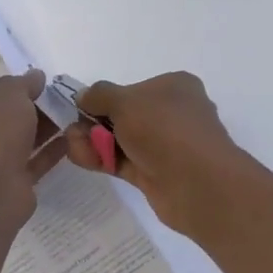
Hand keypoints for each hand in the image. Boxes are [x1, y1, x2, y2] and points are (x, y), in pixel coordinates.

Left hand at [0, 71, 65, 229]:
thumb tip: (35, 76)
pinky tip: (69, 140)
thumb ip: (23, 82)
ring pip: (14, 143)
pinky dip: (46, 152)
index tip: (33, 86)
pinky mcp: (3, 186)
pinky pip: (28, 163)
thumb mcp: (8, 92)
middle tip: (56, 100)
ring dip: (40, 131)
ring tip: (68, 117)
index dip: (6, 90)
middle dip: (28, 111)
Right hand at [64, 72, 269, 241]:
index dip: (105, 98)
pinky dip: (102, 159)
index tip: (81, 107)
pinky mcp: (156, 173)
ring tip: (76, 147)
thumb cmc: (164, 129)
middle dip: (94, 122)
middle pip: (124, 115)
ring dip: (94, 141)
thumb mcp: (125, 101)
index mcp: (174, 87)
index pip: (133, 88)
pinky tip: (83, 159)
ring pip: (121, 140)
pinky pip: (123, 161)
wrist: (197, 184)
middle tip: (74, 131)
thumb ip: (99, 95)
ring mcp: (165, 146)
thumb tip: (82, 96)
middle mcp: (172, 114)